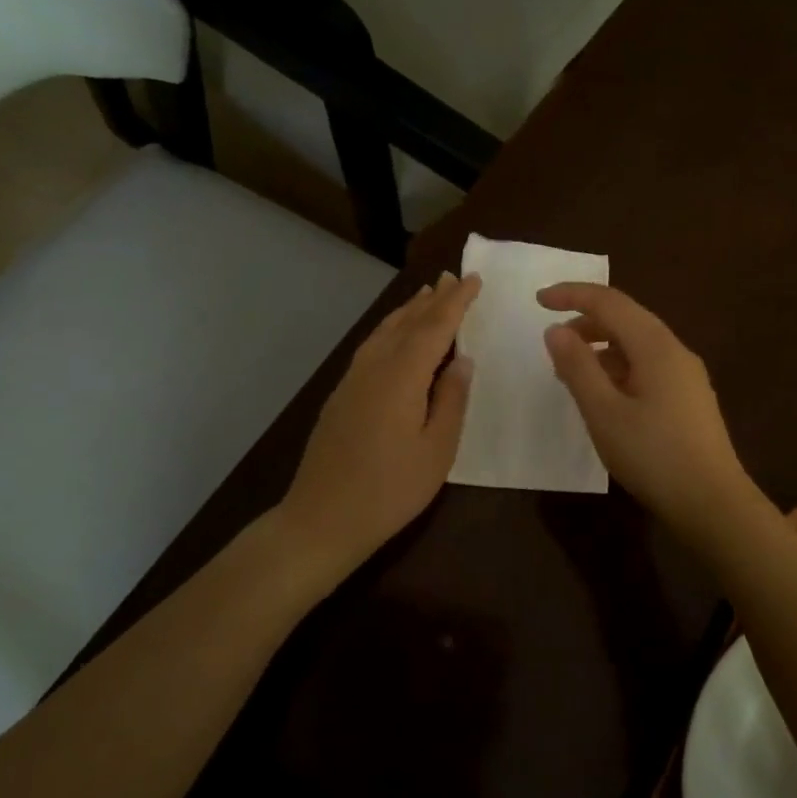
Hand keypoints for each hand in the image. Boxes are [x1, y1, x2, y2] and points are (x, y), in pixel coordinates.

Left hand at [280, 271, 478, 574]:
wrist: (323, 518)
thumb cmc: (390, 489)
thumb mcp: (437, 450)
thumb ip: (451, 400)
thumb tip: (461, 360)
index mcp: (401, 377)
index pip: (434, 328)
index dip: (456, 303)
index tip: (473, 280)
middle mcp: (374, 368)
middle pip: (406, 324)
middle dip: (432, 300)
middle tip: (452, 278)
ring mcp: (352, 381)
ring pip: (384, 333)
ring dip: (408, 312)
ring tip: (426, 296)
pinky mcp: (341, 396)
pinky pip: (371, 348)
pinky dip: (390, 331)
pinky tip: (395, 337)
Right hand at [538, 283, 763, 538]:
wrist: (712, 502)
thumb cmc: (653, 455)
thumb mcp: (604, 412)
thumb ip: (577, 367)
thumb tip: (556, 330)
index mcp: (656, 346)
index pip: (610, 302)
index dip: (572, 295)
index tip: (538, 301)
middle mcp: (675, 351)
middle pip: (627, 319)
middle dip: (586, 321)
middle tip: (552, 342)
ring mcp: (686, 375)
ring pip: (638, 344)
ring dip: (602, 348)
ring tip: (571, 373)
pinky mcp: (689, 398)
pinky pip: (648, 366)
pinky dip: (619, 368)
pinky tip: (604, 396)